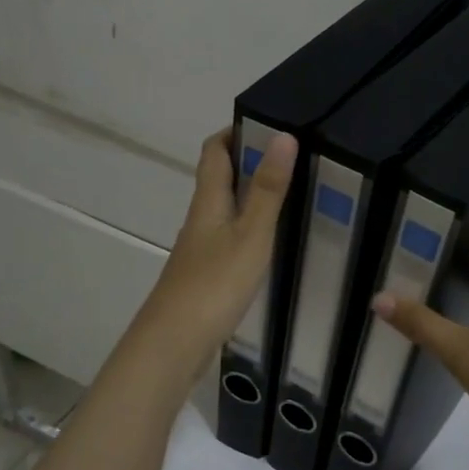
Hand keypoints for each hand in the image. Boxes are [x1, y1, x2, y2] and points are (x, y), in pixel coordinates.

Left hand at [138, 128, 296, 369]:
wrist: (174, 344)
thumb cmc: (214, 284)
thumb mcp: (251, 234)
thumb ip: (268, 189)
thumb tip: (282, 135)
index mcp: (209, 201)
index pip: (214, 150)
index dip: (235, 131)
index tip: (270, 124)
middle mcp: (201, 218)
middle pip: (220, 177)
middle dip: (250, 161)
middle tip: (294, 157)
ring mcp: (201, 248)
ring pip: (226, 208)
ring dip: (253, 194)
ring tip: (293, 193)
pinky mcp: (206, 274)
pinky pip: (230, 236)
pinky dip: (251, 226)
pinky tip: (273, 240)